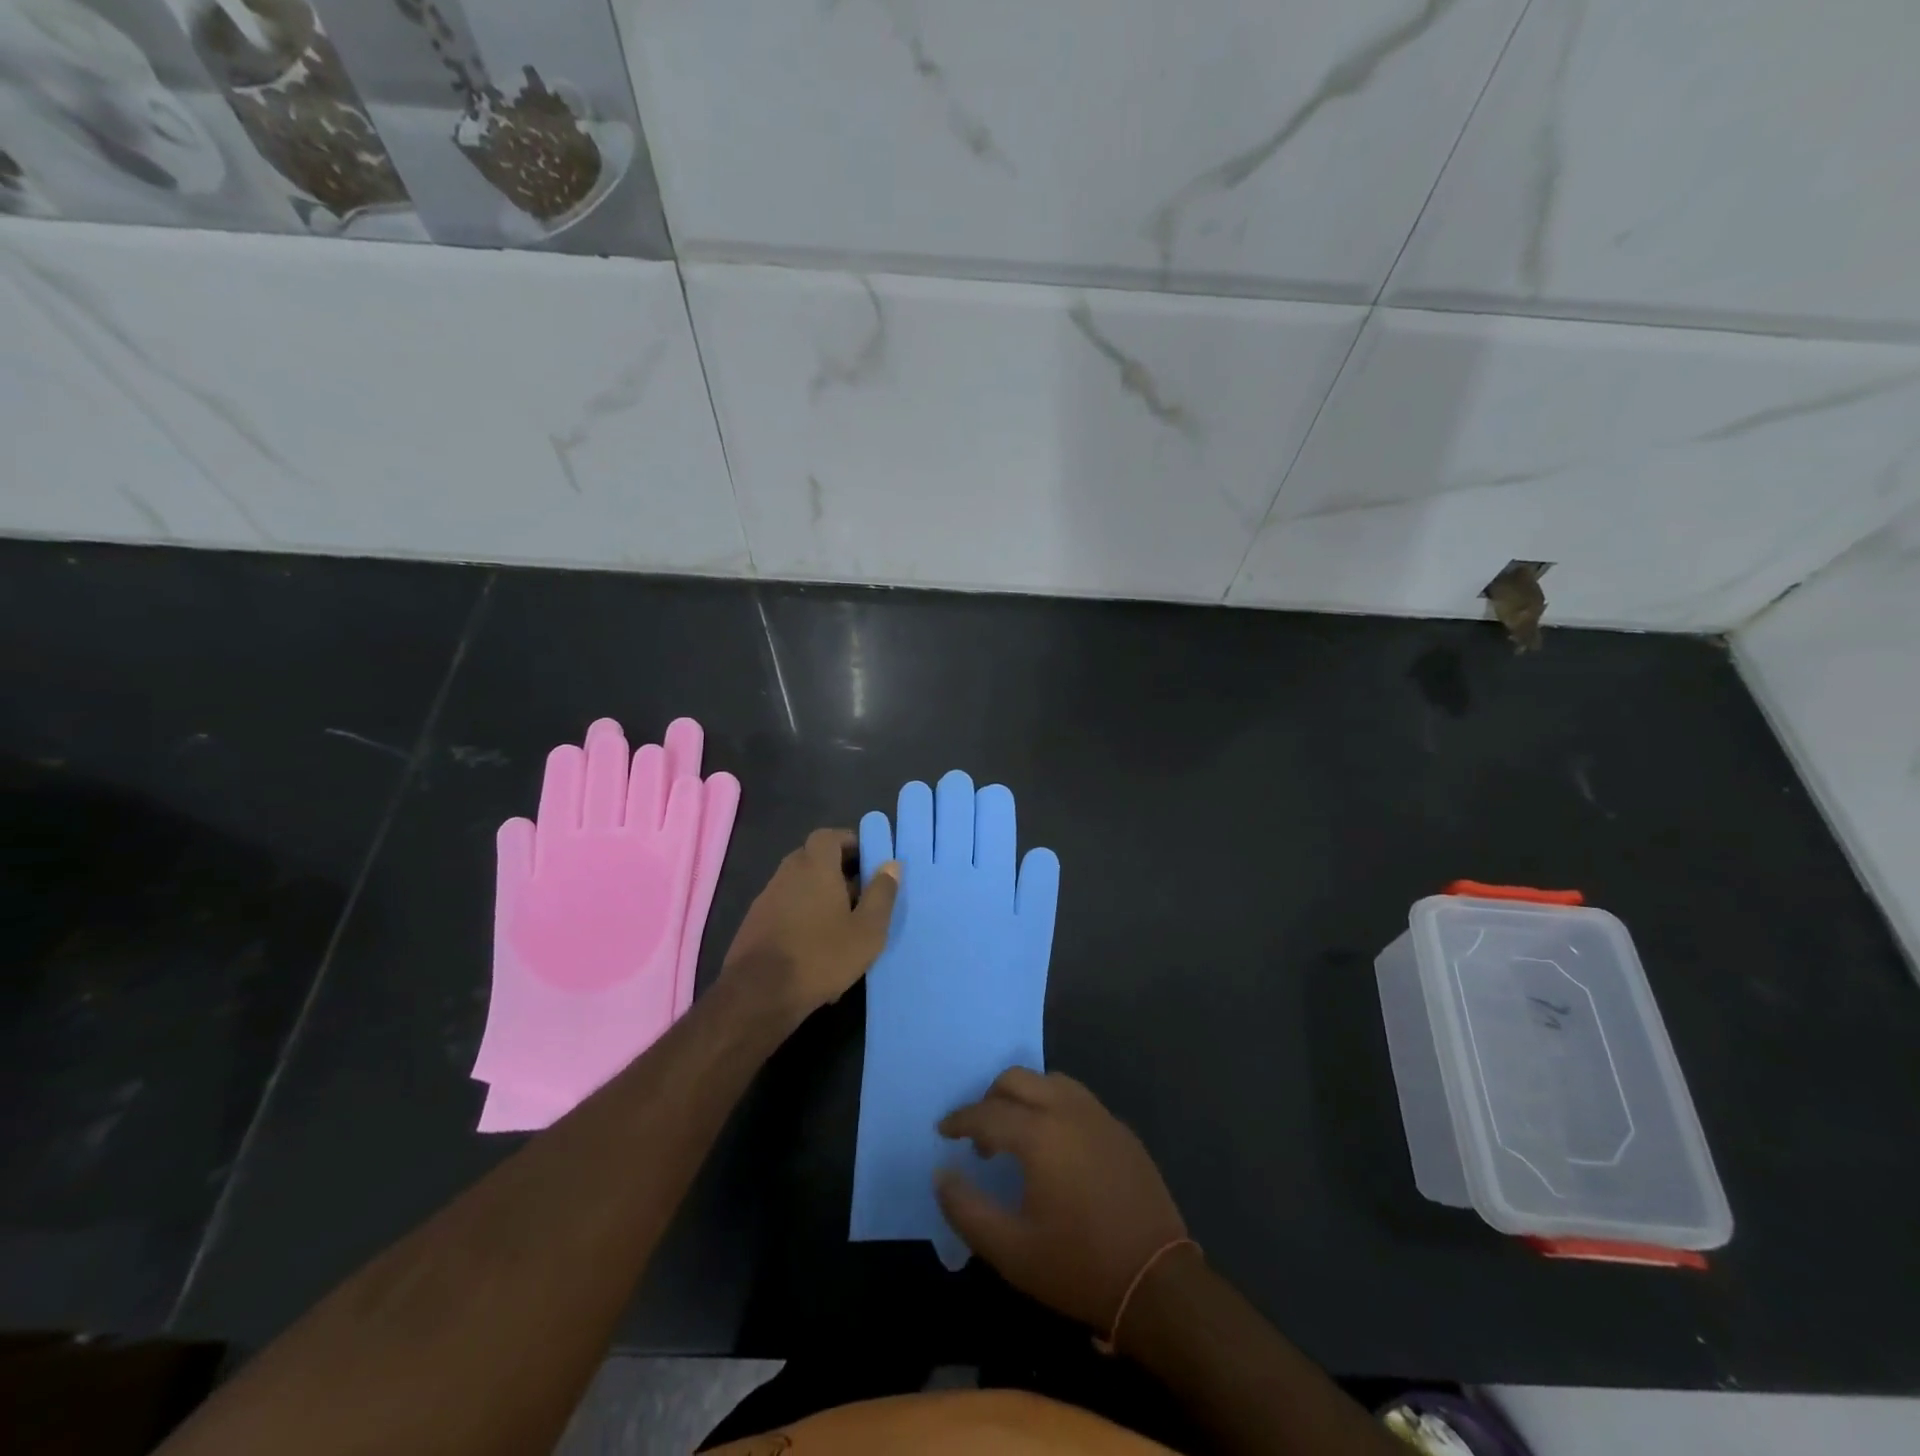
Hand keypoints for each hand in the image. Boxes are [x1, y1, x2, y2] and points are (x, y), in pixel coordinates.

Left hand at [721, 828, 899, 1018]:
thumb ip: (881, 894)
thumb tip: (891, 865)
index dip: (849, 843)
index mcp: (815, 866)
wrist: (759, 995)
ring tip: (842, 926)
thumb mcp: (867, 930)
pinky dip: (802, 916)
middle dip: (837, 871)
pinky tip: (816, 948)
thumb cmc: (821, 956)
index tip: (868, 861)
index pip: (828, 836)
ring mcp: (766, 898)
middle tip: (860, 895)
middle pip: (813, 859)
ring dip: (820, 896)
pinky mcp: (754, 923)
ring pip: (799, 885)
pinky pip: (786, 908)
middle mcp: (787, 873)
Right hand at [936, 1068, 1187, 1333]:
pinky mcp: (1121, 1130)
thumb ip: (967, 1209)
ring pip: (1051, 1082)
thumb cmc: (1078, 1267)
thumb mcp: (1010, 1251)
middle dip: (990, 1098)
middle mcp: (1068, 1110)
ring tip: (1017, 1135)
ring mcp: (1099, 1116)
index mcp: (1039, 1134)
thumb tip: (942, 1174)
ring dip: (1025, 1096)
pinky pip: (1078, 1099)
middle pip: (1018, 1079)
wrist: (1156, 1282)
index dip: (960, 1120)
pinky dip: (1055, 1107)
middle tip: (980, 1135)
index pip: (987, 1113)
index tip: (943, 1132)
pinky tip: (1056, 1145)